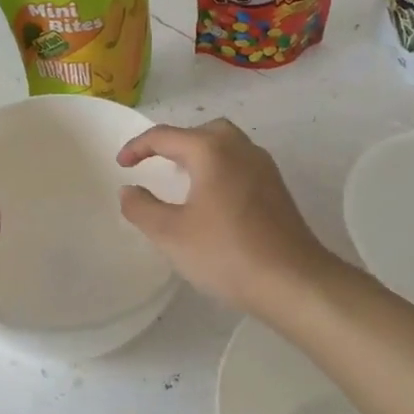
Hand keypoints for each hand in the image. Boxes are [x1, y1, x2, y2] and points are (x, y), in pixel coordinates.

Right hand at [116, 118, 337, 316]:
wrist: (293, 281)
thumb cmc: (226, 253)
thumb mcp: (170, 234)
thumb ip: (142, 208)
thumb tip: (129, 190)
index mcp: (211, 151)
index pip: (165, 136)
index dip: (137, 147)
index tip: (121, 165)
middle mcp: (240, 148)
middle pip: (202, 131)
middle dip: (175, 143)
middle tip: (156, 164)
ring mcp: (264, 167)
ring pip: (226, 145)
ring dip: (200, 155)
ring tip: (182, 181)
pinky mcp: (277, 189)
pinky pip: (241, 165)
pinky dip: (220, 170)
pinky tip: (212, 201)